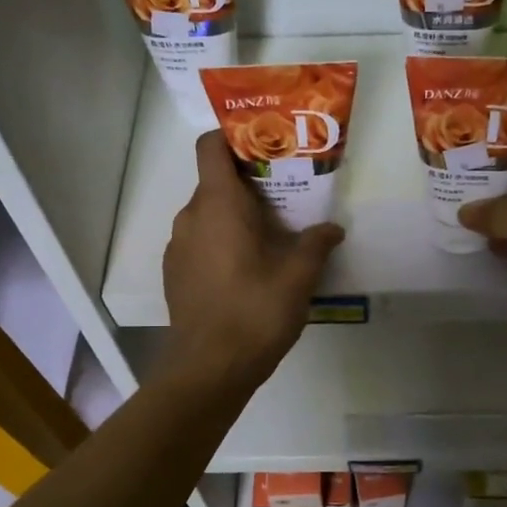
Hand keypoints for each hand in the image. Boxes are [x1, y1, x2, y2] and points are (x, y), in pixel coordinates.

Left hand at [162, 133, 343, 390]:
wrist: (209, 369)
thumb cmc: (255, 312)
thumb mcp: (298, 277)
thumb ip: (316, 244)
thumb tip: (332, 229)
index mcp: (218, 205)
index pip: (210, 147)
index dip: (233, 137)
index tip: (264, 148)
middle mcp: (190, 217)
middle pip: (215, 182)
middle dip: (248, 185)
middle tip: (285, 199)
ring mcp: (177, 247)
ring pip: (207, 215)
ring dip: (235, 217)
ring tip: (270, 238)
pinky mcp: (175, 274)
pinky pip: (199, 242)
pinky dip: (221, 242)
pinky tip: (247, 271)